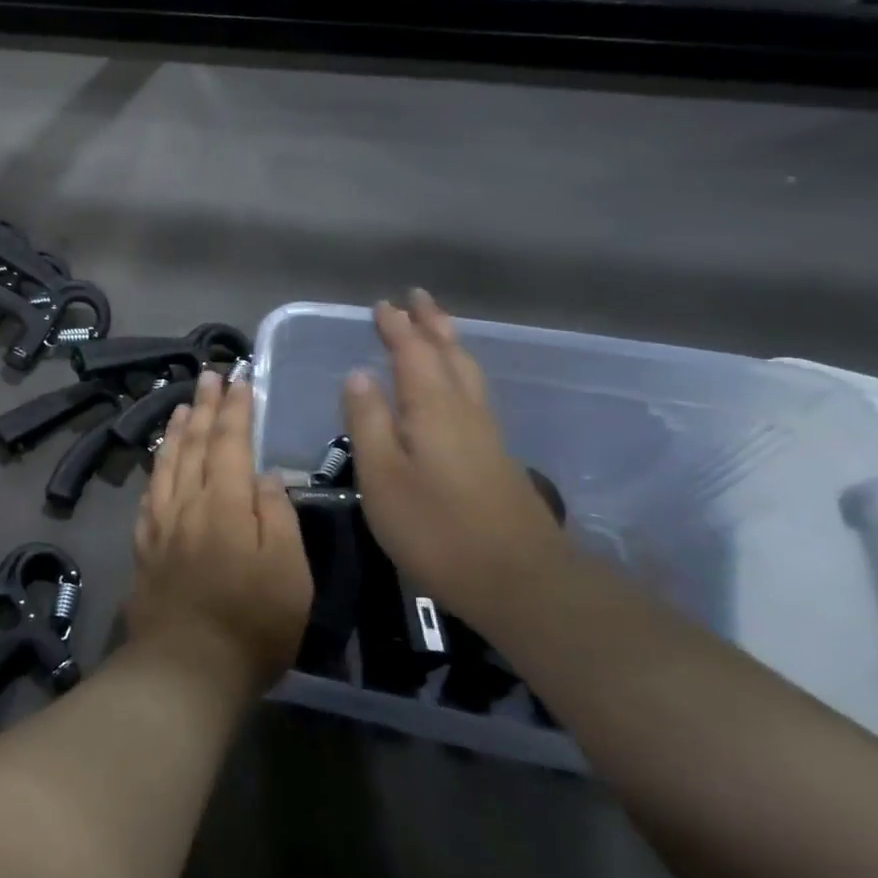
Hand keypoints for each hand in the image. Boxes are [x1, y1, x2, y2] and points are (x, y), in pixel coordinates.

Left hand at [128, 370, 312, 699]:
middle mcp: (187, 502)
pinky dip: (157, 466)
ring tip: (182, 405)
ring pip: (167, 463)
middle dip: (204, 407)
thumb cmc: (253, 623)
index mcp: (224, 503)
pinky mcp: (145, 544)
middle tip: (209, 376)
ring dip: (176, 430)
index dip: (236, 410)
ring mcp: (160, 522)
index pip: (230, 443)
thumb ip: (276, 514)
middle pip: (194, 444)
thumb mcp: (288, 571)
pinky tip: (159, 460)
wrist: (186, 666)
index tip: (240, 380)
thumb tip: (263, 473)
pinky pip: (150, 491)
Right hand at [345, 290, 568, 613]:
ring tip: (437, 327)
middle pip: (450, 354)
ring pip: (467, 373)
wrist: (520, 581)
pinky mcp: (494, 457)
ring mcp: (485, 434)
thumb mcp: (383, 476)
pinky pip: (473, 393)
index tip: (382, 305)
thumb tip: (358, 374)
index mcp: (434, 409)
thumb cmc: (436, 528)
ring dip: (449, 343)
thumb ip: (368, 422)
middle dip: (431, 324)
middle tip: (417, 297)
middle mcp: (464, 411)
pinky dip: (458, 371)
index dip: (397, 328)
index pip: (413, 354)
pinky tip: (453, 386)